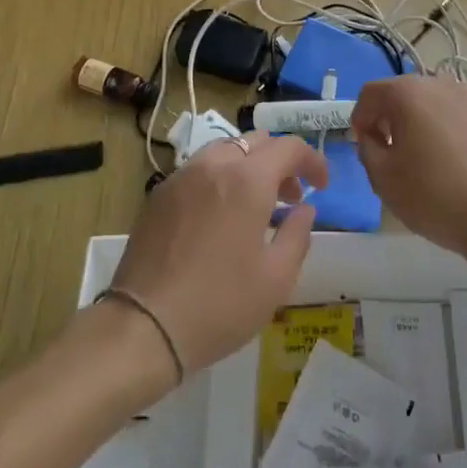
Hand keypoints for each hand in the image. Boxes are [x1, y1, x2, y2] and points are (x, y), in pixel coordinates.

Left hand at [108, 132, 329, 377]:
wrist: (144, 325)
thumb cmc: (220, 305)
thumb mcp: (276, 279)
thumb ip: (297, 235)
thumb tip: (304, 210)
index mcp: (248, 180)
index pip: (289, 147)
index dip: (312, 160)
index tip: (322, 186)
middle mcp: (215, 165)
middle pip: (257, 141)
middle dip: (281, 161)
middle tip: (290, 197)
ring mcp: (183, 176)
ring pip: (225, 150)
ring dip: (249, 166)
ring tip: (255, 204)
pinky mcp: (159, 194)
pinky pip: (199, 169)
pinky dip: (220, 178)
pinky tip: (219, 215)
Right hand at [350, 76, 466, 259]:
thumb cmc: (432, 196)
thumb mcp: (381, 177)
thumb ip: (367, 147)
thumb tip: (374, 135)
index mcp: (406, 93)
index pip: (370, 93)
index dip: (360, 118)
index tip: (364, 145)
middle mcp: (438, 83)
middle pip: (403, 93)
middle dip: (392, 117)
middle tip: (392, 150)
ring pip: (434, 101)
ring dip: (422, 120)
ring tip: (428, 155)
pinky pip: (461, 113)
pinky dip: (451, 127)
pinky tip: (457, 158)